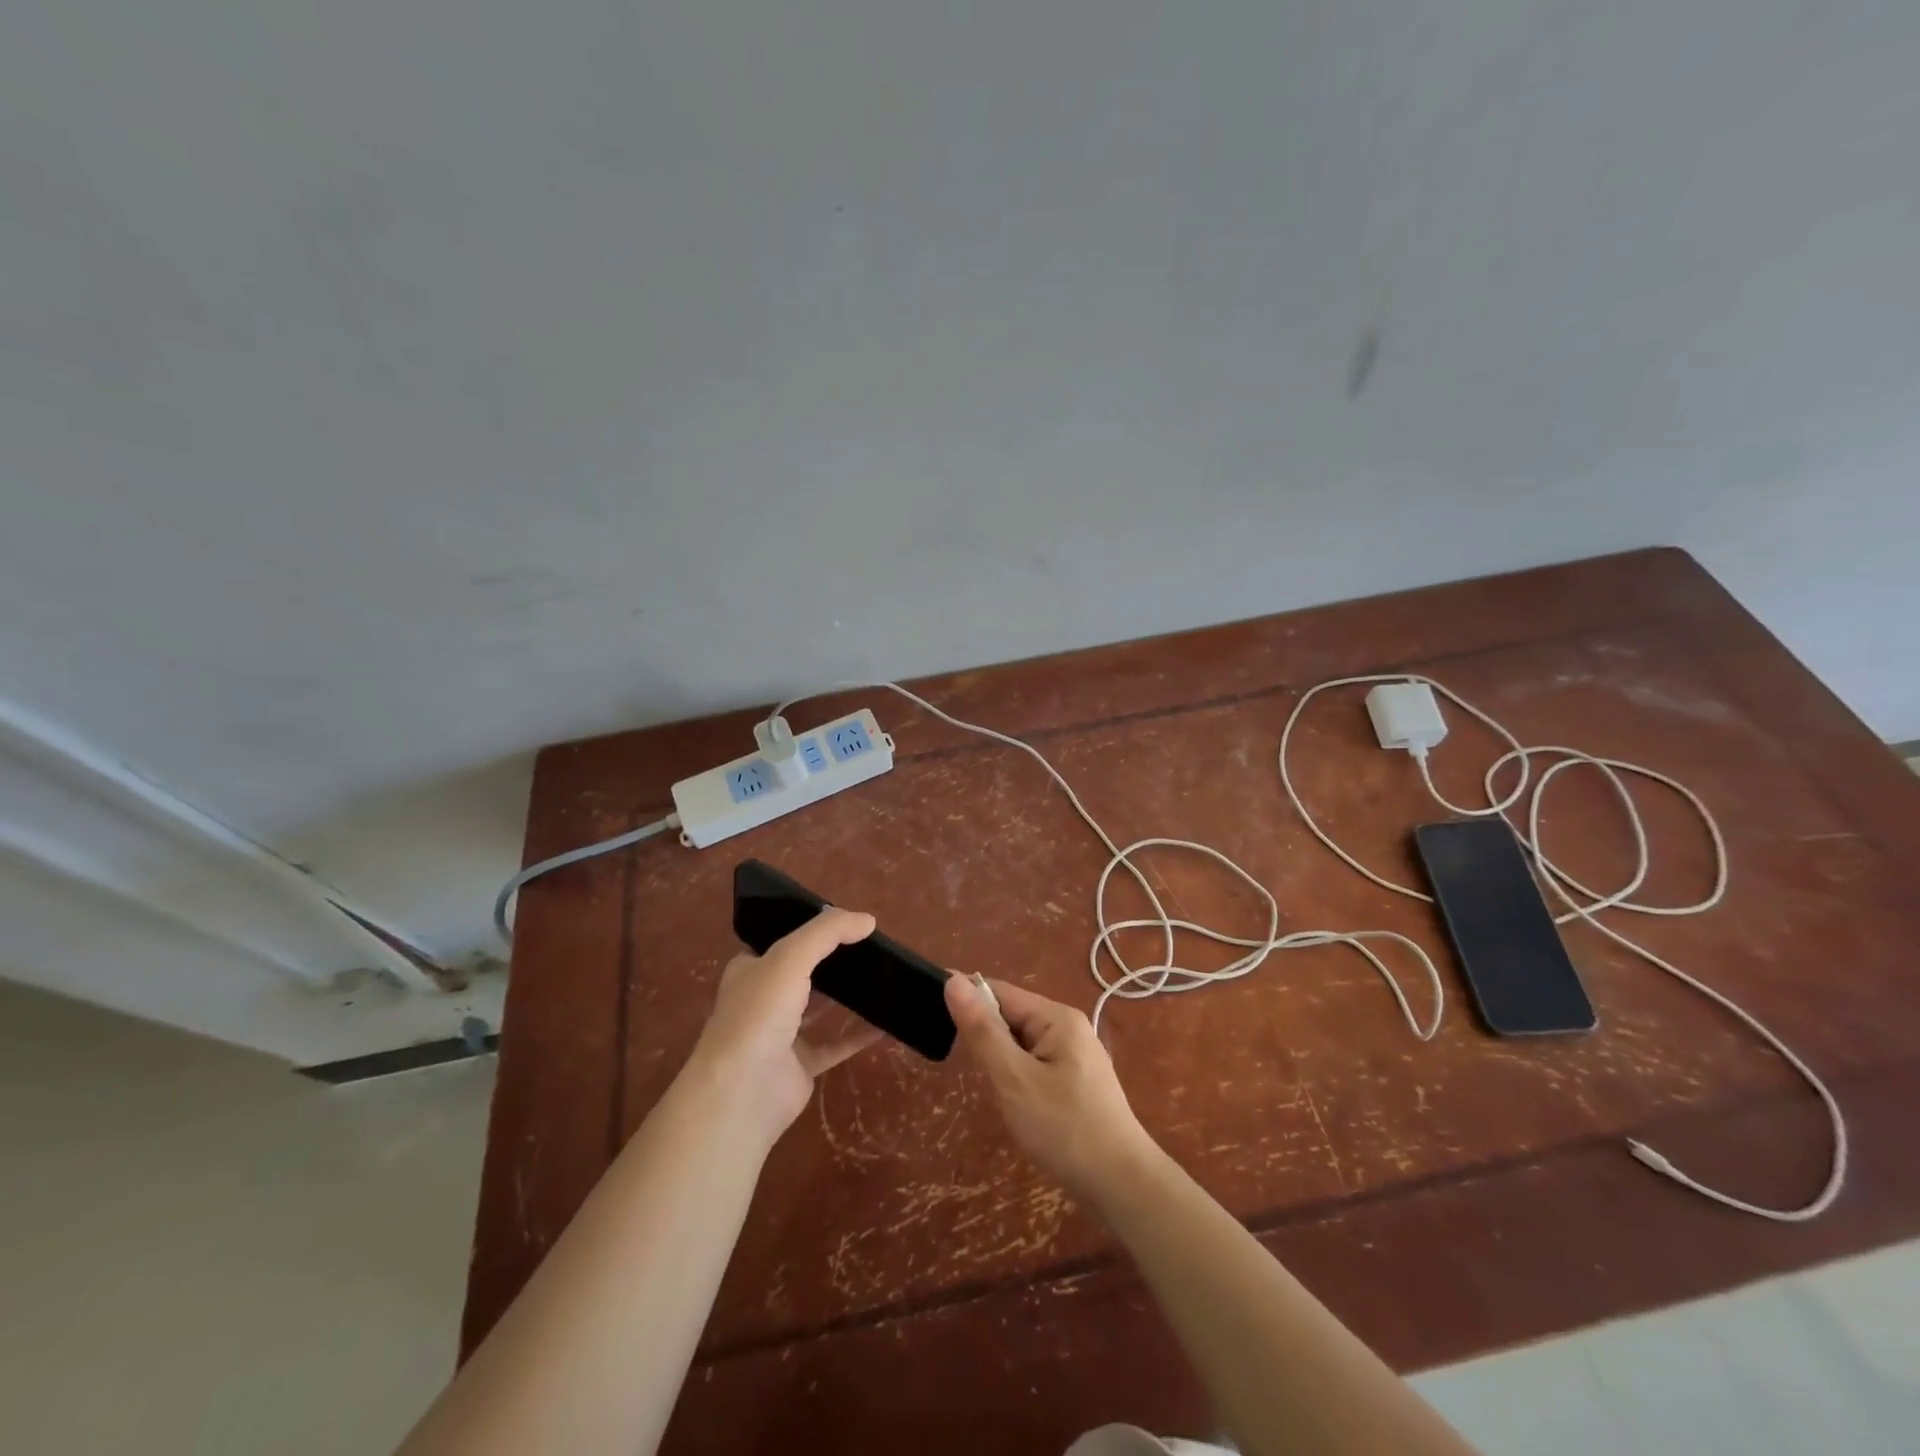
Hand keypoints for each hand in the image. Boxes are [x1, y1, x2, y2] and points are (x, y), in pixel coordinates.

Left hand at [684, 907, 884, 1145]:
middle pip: (805, 972)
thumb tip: (868, 920)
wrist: (743, 1091)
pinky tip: (886, 1023)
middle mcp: (764, 999)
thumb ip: (828, 932)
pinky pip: (836, 1044)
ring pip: (821, 1008)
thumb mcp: (791, 957)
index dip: (812, 928)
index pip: (782, 940)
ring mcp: (782, 1034)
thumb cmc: (759, 1013)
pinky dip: (859, 1034)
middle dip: (834, 960)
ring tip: (882, 977)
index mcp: (752, 969)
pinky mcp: (801, 1065)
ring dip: (848, 995)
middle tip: (872, 946)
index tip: (847, 921)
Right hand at [945, 975, 1159, 1203]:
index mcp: (1056, 1017)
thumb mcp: (1014, 1079)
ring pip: (1023, 1046)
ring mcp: (1077, 1057)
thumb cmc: (1064, 1128)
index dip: (968, 1003)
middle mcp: (1069, 1028)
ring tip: (996, 1095)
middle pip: (1013, 1017)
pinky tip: (1017, 1107)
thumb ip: (983, 1030)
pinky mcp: (1078, 1084)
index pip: (1000, 993)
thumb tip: (953, 980)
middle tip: (973, 1074)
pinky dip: (1020, 1080)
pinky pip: (1037, 1067)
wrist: (1122, 1186)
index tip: (935, 1020)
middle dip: (988, 1040)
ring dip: (1003, 1063)